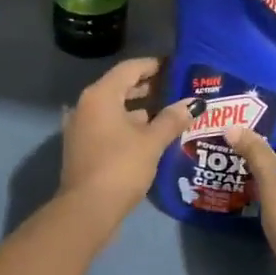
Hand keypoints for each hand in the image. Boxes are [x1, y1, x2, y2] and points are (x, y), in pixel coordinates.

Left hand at [59, 57, 194, 228]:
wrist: (87, 209)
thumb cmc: (121, 167)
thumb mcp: (152, 141)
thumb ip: (173, 119)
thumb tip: (194, 103)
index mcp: (100, 95)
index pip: (130, 68)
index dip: (154, 65)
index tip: (177, 66)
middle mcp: (86, 105)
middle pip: (120, 86)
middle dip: (148, 86)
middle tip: (177, 88)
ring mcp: (81, 126)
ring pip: (114, 108)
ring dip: (139, 108)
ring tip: (169, 112)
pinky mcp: (83, 146)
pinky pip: (108, 125)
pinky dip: (128, 124)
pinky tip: (150, 134)